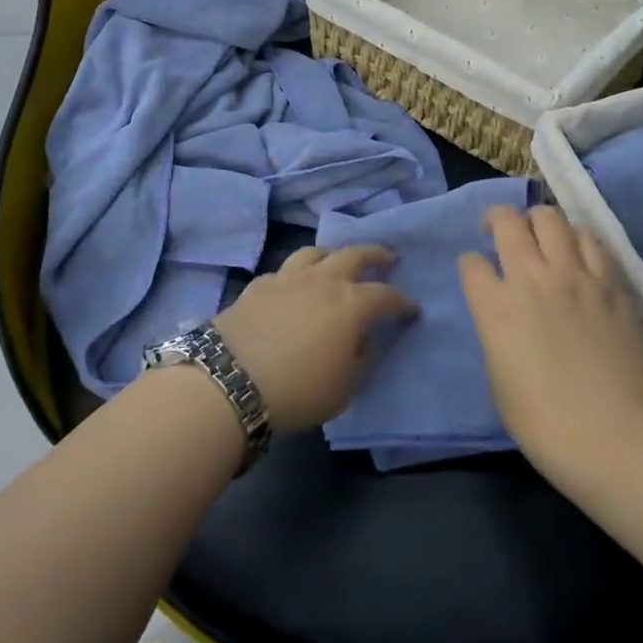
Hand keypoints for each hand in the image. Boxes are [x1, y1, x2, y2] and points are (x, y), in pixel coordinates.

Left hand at [213, 246, 416, 431]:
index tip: (411, 308)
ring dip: (332, 253)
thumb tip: (361, 341)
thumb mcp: (343, 390)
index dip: (401, 302)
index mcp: (350, 304)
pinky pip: (284, 271)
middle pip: (354, 255)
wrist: (230, 380)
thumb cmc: (298, 390)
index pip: (385, 295)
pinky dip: (296, 274)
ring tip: (337, 259)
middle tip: (386, 258)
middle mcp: (322, 281)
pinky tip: (294, 285)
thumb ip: (359, 361)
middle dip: (374, 254)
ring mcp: (287, 278)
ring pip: (315, 252)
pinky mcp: (258, 285)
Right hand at [460, 205, 642, 474]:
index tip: (477, 275)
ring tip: (542, 238)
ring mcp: (575, 275)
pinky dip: (578, 240)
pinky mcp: (611, 283)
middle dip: (497, 220)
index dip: (470, 266)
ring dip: (539, 222)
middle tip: (499, 232)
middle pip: (508, 221)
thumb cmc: (544, 422)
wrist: (613, 434)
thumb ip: (496, 332)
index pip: (471, 263)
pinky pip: (591, 241)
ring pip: (551, 218)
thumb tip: (505, 315)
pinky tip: (578, 256)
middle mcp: (532, 277)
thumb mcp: (498, 378)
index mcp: (496, 306)